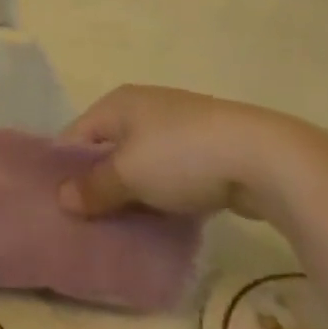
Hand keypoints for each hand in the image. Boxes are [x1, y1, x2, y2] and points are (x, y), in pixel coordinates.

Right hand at [55, 85, 298, 219]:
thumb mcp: (130, 175)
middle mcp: (143, 107)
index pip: (77, 135)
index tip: (61, 204)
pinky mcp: (209, 150)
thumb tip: (62, 199)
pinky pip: (172, 174)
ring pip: (142, 163)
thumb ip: (95, 188)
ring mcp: (179, 127)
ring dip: (134, 192)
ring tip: (126, 226)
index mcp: (117, 103)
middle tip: (91, 221)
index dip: (66, 168)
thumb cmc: (181, 156)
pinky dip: (164, 195)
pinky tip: (165, 220)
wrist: (266, 158)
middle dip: (100, 183)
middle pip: (109, 149)